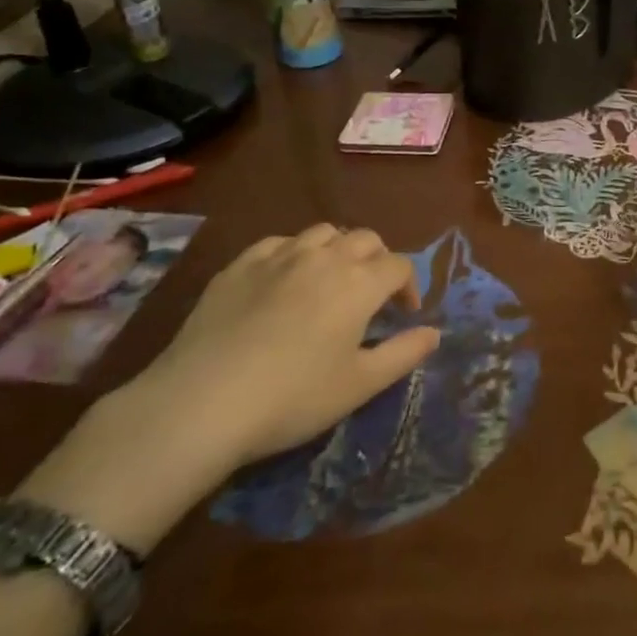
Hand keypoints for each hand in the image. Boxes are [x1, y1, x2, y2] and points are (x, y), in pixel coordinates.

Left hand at [22, 226, 438, 549]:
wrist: (202, 402)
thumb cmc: (293, 398)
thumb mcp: (359, 385)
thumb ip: (404, 353)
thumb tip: (435, 332)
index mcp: (359, 282)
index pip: (399, 265)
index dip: (409, 286)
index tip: (403, 315)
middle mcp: (324, 256)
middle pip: (365, 239)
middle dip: (377, 261)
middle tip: (371, 296)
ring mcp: (279, 256)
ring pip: (322, 233)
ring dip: (337, 250)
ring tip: (330, 282)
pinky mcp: (239, 265)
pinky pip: (278, 243)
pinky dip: (293, 254)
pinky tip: (283, 282)